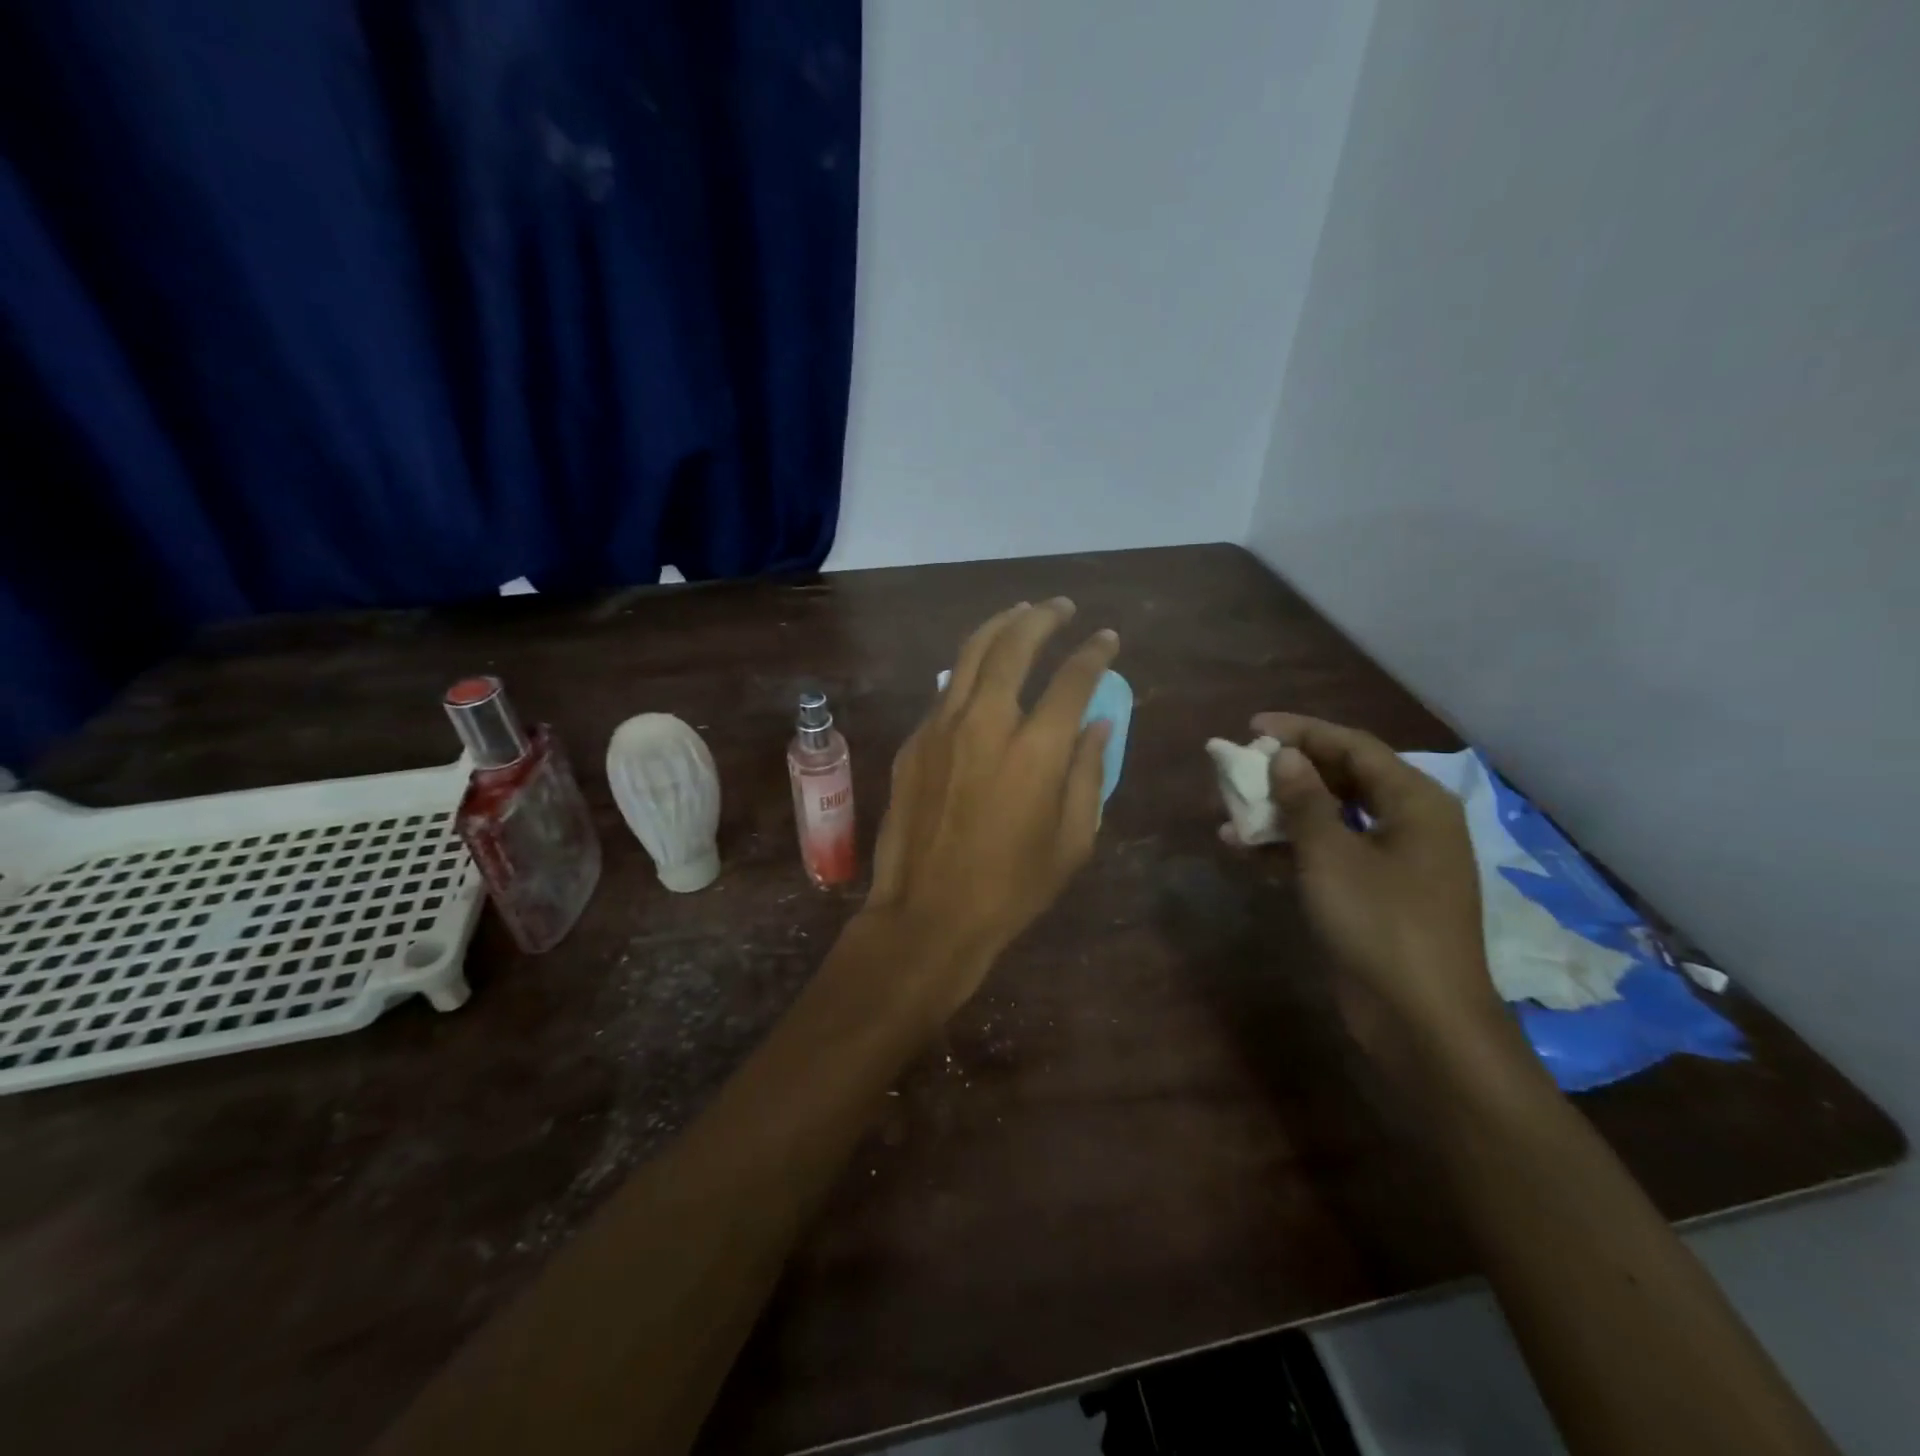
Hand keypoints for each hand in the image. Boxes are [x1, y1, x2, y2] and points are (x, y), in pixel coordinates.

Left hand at [862, 600, 1117, 1016]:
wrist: (929, 913)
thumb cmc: (1012, 887)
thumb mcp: (1073, 840)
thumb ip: (1089, 773)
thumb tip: (1097, 723)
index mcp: (1036, 750)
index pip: (1072, 679)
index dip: (1094, 652)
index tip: (1106, 639)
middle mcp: (986, 723)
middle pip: (1014, 646)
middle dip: (1042, 618)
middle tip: (1060, 607)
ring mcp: (941, 728)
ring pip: (970, 655)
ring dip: (999, 627)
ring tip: (1020, 613)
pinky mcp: (914, 742)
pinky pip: (945, 691)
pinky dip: (969, 671)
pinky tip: (981, 673)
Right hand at [1251, 713, 1497, 1034]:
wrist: (1420, 1020)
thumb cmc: (1380, 923)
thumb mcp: (1331, 855)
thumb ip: (1304, 799)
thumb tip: (1283, 757)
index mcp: (1414, 802)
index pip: (1353, 746)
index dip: (1301, 731)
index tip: (1252, 726)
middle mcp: (1409, 823)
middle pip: (1342, 779)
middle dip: (1287, 772)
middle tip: (1240, 767)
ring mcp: (1393, 862)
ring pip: (1331, 817)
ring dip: (1282, 812)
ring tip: (1232, 810)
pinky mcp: (1375, 894)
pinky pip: (1329, 853)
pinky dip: (1290, 847)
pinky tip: (1246, 849)